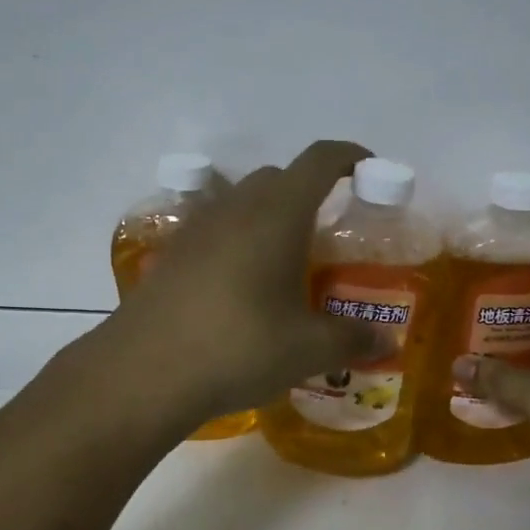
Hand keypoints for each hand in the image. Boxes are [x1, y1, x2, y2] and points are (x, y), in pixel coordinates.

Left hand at [100, 141, 387, 428]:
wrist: (144, 372)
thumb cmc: (238, 348)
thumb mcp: (307, 350)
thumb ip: (351, 340)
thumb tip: (385, 342)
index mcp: (277, 215)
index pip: (319, 160)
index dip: (349, 157)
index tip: (369, 171)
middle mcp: (235, 208)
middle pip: (278, 178)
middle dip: (309, 193)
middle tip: (327, 236)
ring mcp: (196, 229)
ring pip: (242, 203)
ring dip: (269, 218)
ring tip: (284, 264)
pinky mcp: (171, 255)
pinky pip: (215, 232)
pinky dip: (237, 243)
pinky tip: (241, 288)